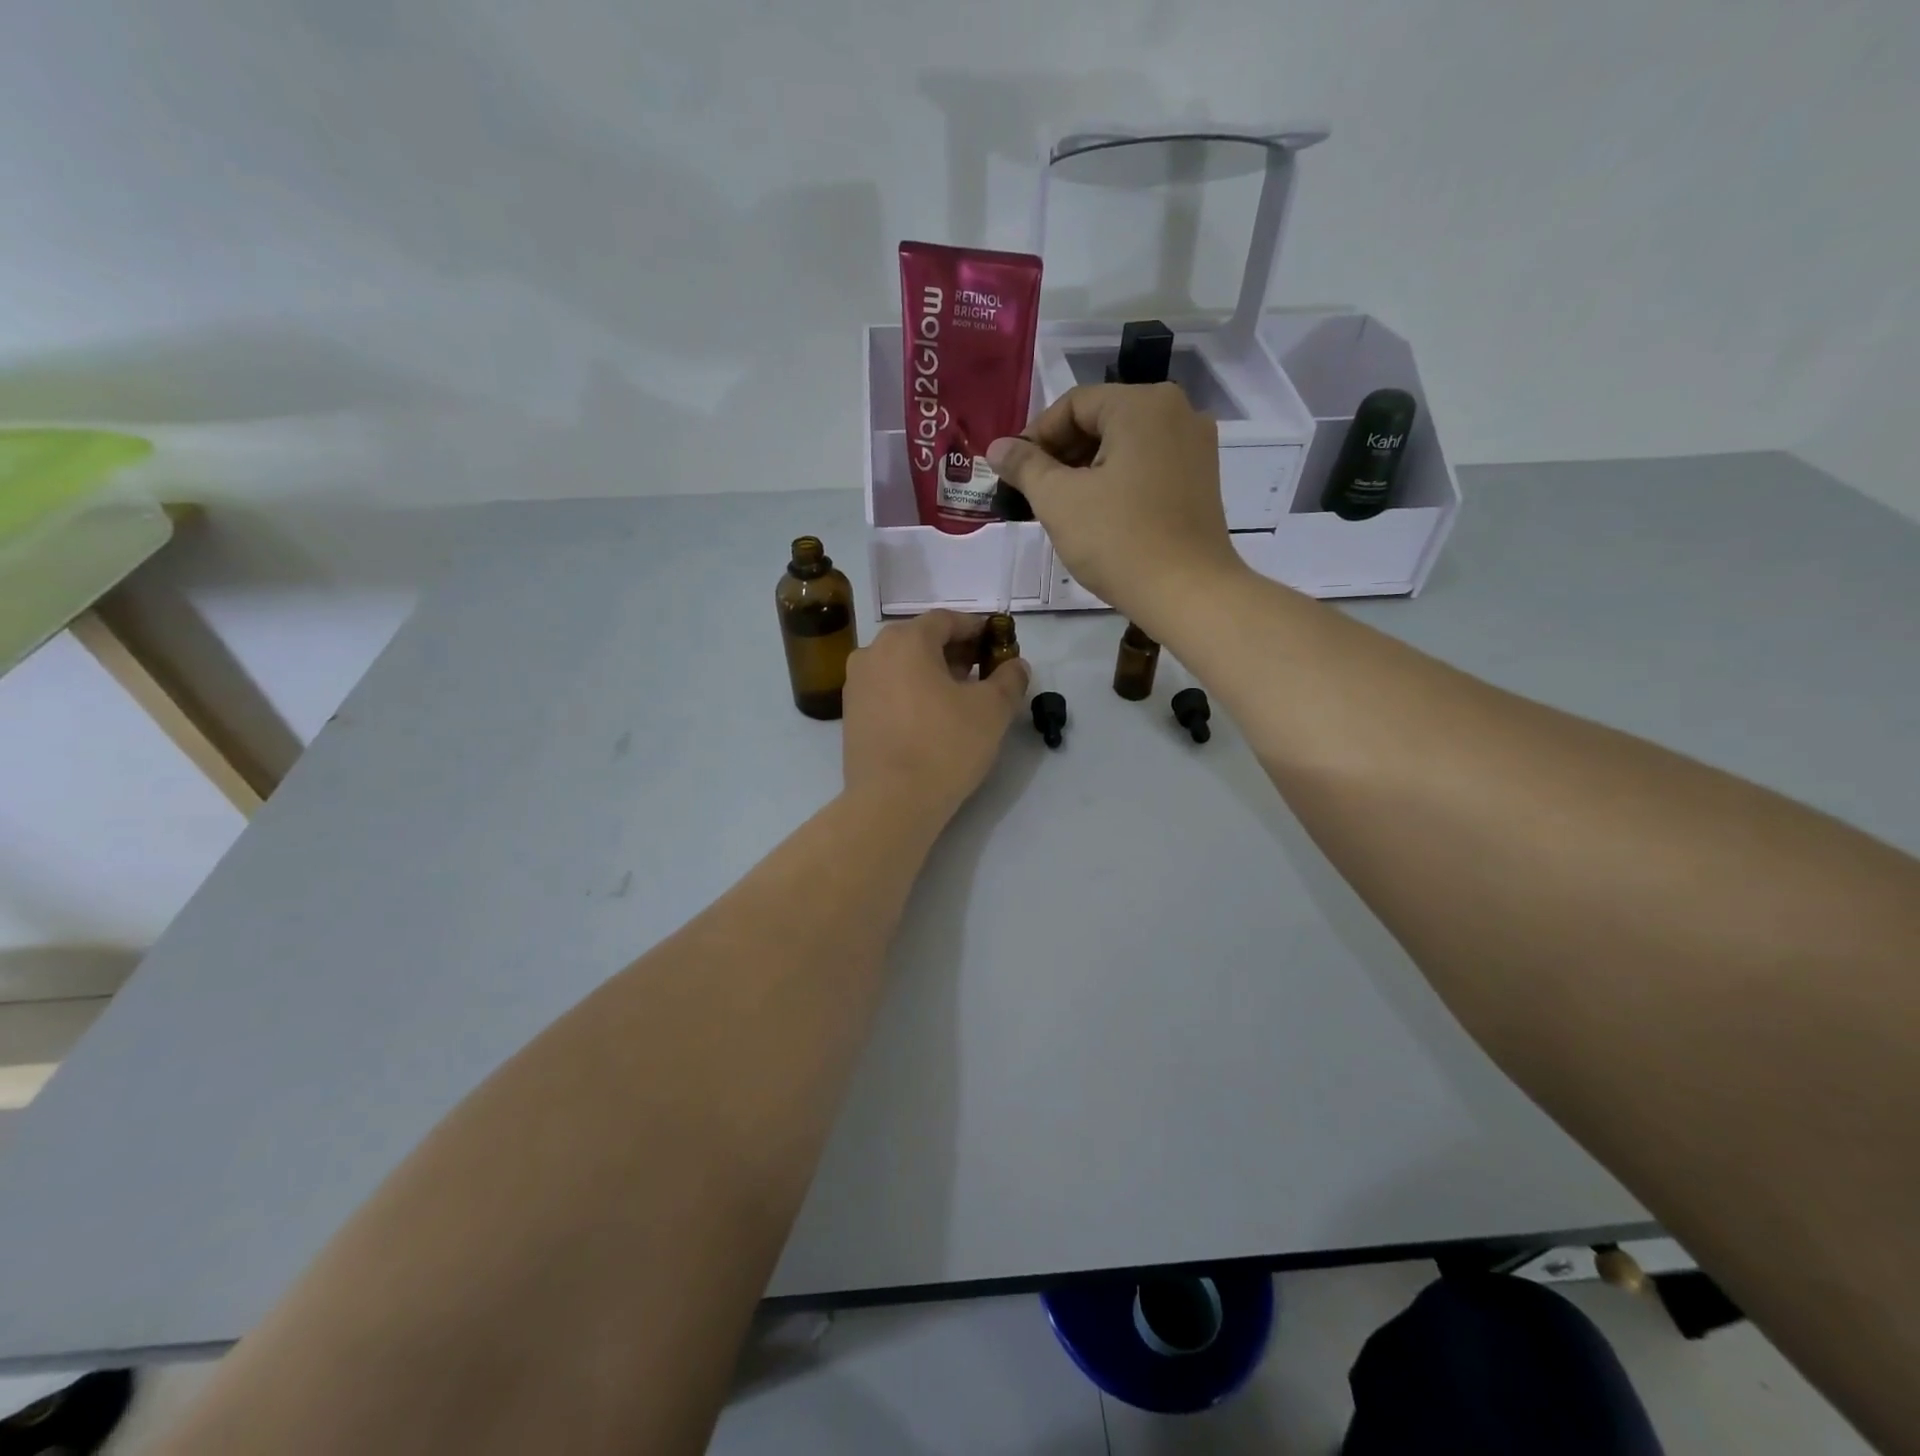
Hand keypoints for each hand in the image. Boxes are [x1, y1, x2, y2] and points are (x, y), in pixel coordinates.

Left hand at [842, 610, 1029, 821]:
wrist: (890, 802)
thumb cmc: (945, 746)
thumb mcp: (992, 710)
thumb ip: (1009, 679)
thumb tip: (1017, 665)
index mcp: (905, 640)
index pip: (946, 620)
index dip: (976, 629)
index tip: (997, 644)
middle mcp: (872, 653)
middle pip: (920, 640)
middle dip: (954, 651)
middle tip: (982, 671)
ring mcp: (856, 684)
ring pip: (901, 666)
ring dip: (931, 673)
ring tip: (959, 697)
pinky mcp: (851, 715)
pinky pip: (887, 690)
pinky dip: (910, 693)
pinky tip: (930, 718)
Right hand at [986, 383, 1245, 623]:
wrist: (1187, 594)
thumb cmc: (1118, 541)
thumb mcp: (1059, 501)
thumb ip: (1024, 466)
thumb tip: (997, 447)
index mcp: (1143, 404)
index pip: (1074, 404)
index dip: (1036, 437)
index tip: (1014, 473)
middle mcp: (1177, 411)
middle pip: (1102, 420)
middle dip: (1062, 454)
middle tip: (1035, 493)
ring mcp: (1196, 446)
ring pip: (1125, 445)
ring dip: (1087, 470)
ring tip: (1064, 508)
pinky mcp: (1202, 479)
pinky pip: (1148, 465)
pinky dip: (1118, 481)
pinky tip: (1100, 515)